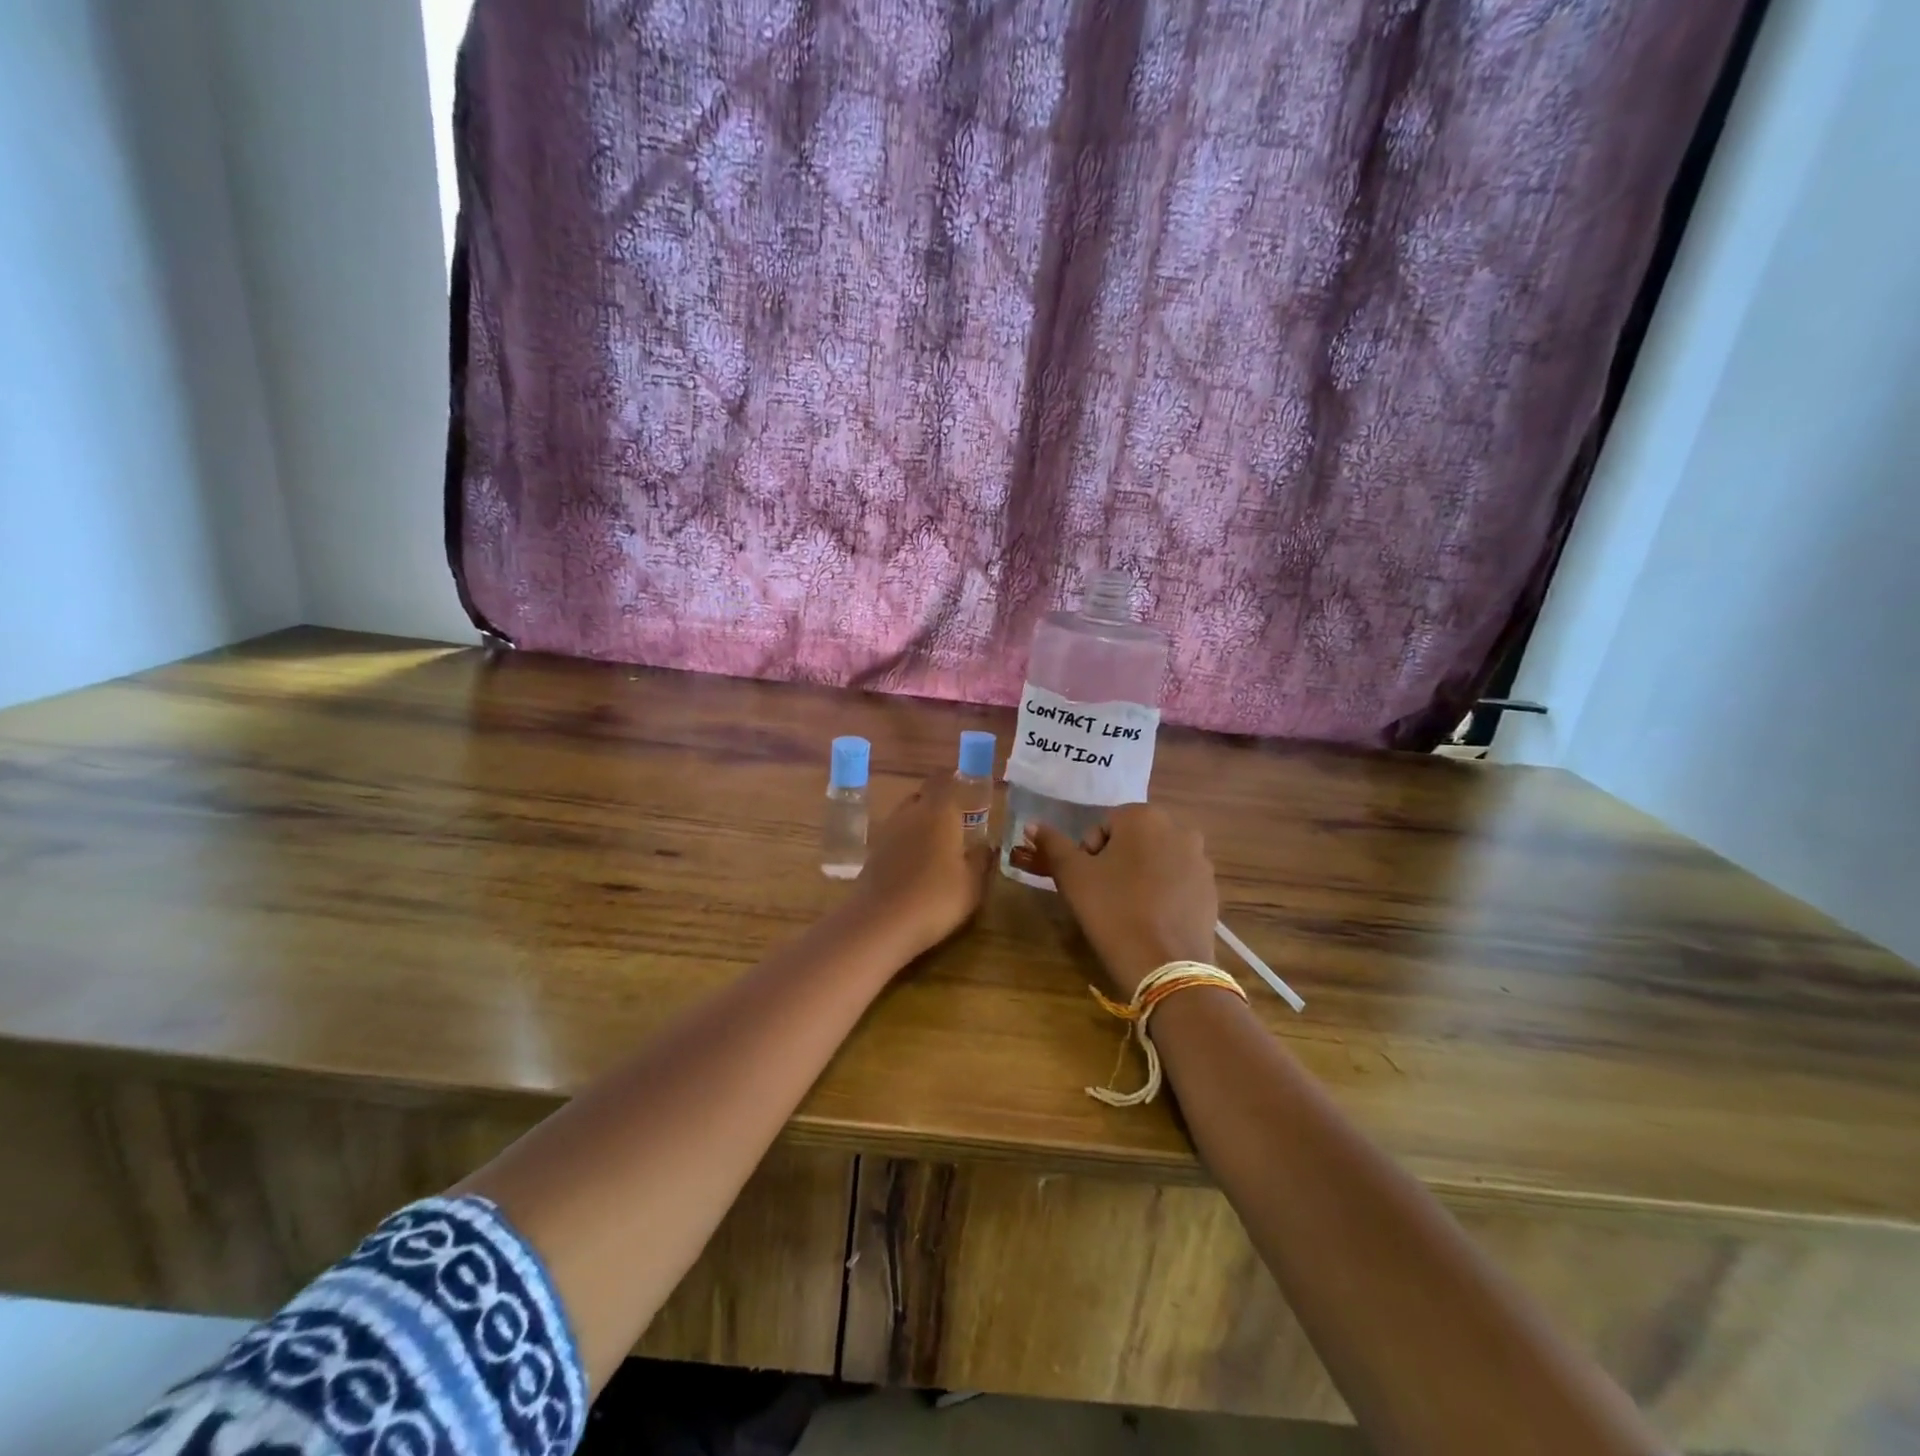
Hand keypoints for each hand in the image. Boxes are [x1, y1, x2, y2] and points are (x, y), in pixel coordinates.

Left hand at [850, 774, 992, 958]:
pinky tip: (917, 865)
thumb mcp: (972, 884)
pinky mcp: (872, 854)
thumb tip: (986, 845)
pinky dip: (906, 844)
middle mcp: (910, 813)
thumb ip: (981, 860)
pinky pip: (894, 838)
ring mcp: (887, 832)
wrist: (881, 923)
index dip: (955, 780)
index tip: (968, 789)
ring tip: (938, 845)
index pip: (944, 780)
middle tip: (956, 821)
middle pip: (923, 795)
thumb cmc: (936, 898)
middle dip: (938, 803)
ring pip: (906, 816)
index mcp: (938, 811)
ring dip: (920, 824)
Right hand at [1015, 804, 1217, 998]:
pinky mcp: (1211, 889)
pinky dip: (1163, 893)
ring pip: (1156, 859)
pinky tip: (1152, 919)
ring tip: (1128, 909)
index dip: (1089, 853)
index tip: (1087, 882)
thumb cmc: (1112, 911)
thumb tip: (1032, 824)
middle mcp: (1179, 829)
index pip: (1104, 825)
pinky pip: (1177, 881)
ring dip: (1140, 875)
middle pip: (1133, 839)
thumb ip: (1052, 844)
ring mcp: (1200, 860)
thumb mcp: (1072, 876)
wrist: (1165, 966)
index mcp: (1144, 817)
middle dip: (1116, 861)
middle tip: (1104, 895)